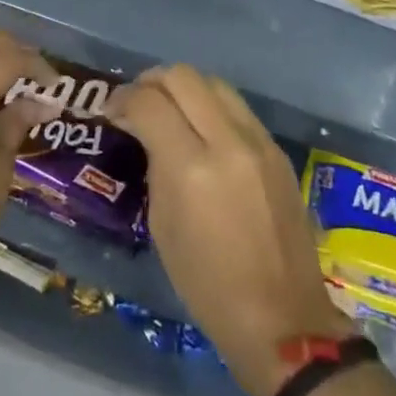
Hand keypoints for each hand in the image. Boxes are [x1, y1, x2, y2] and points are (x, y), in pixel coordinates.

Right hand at [108, 65, 351, 395]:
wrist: (282, 319)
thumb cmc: (208, 286)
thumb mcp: (163, 226)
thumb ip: (156, 166)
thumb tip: (149, 133)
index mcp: (192, 168)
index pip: (150, 102)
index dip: (124, 98)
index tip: (112, 110)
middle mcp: (228, 142)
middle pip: (184, 76)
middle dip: (152, 81)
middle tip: (138, 102)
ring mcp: (259, 142)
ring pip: (215, 83)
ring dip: (185, 88)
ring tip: (170, 109)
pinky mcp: (277, 150)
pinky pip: (238, 108)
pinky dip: (212, 107)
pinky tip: (202, 130)